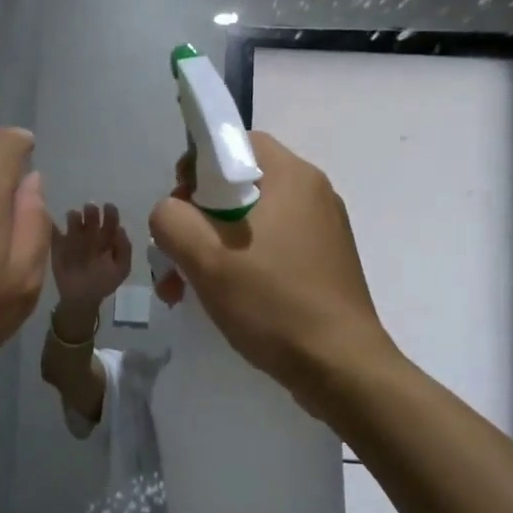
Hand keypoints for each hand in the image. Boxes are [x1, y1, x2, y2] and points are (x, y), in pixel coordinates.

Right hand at [50, 202, 132, 307]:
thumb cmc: (103, 283)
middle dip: (91, 211)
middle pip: (91, 217)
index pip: (109, 221)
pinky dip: (52, 226)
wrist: (81, 299)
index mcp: (106, 239)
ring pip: (73, 220)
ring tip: (74, 217)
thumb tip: (120, 228)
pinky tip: (54, 224)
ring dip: (74, 216)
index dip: (110, 213)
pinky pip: (54, 232)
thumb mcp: (121, 269)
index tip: (108, 207)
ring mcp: (73, 238)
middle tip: (90, 208)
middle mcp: (90, 234)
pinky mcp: (58, 245)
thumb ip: (124, 249)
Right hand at [148, 132, 391, 405]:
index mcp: (292, 177)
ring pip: (250, 221)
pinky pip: (270, 246)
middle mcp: (312, 193)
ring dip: (211, 247)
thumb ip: (172, 220)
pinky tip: (219, 299)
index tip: (179, 207)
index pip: (235, 143)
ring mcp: (322, 230)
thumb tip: (169, 212)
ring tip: (182, 289)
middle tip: (175, 256)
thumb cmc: (274, 304)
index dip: (197, 166)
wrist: (343, 370)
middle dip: (197, 218)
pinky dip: (239, 263)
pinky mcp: (323, 262)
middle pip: (238, 184)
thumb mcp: (206, 259)